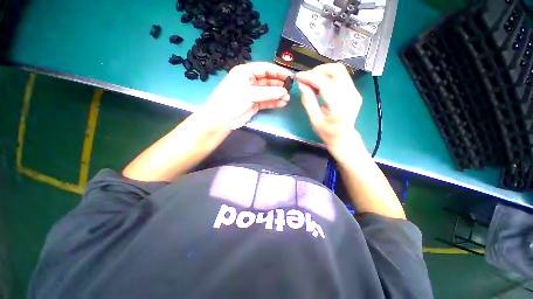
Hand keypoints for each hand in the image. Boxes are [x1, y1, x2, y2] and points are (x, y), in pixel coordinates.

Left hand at [201, 62, 293, 129]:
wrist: (222, 119)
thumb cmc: (233, 101)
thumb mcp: (250, 94)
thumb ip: (269, 92)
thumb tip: (285, 91)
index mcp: (246, 72)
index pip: (265, 68)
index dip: (278, 71)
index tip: (290, 76)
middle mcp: (250, 81)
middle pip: (268, 80)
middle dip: (279, 85)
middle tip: (290, 89)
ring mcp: (253, 93)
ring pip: (268, 92)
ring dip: (278, 95)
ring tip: (287, 98)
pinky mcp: (254, 103)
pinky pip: (266, 101)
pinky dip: (274, 102)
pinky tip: (282, 103)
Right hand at [296, 63, 361, 149]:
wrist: (344, 138)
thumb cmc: (328, 133)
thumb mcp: (314, 120)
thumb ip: (308, 101)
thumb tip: (301, 84)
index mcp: (340, 106)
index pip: (325, 83)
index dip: (310, 77)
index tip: (298, 77)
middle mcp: (351, 95)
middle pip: (337, 70)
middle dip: (318, 70)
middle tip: (306, 79)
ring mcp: (355, 92)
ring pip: (340, 71)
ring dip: (323, 72)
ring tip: (312, 82)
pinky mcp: (354, 91)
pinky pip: (341, 77)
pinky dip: (328, 77)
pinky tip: (320, 85)